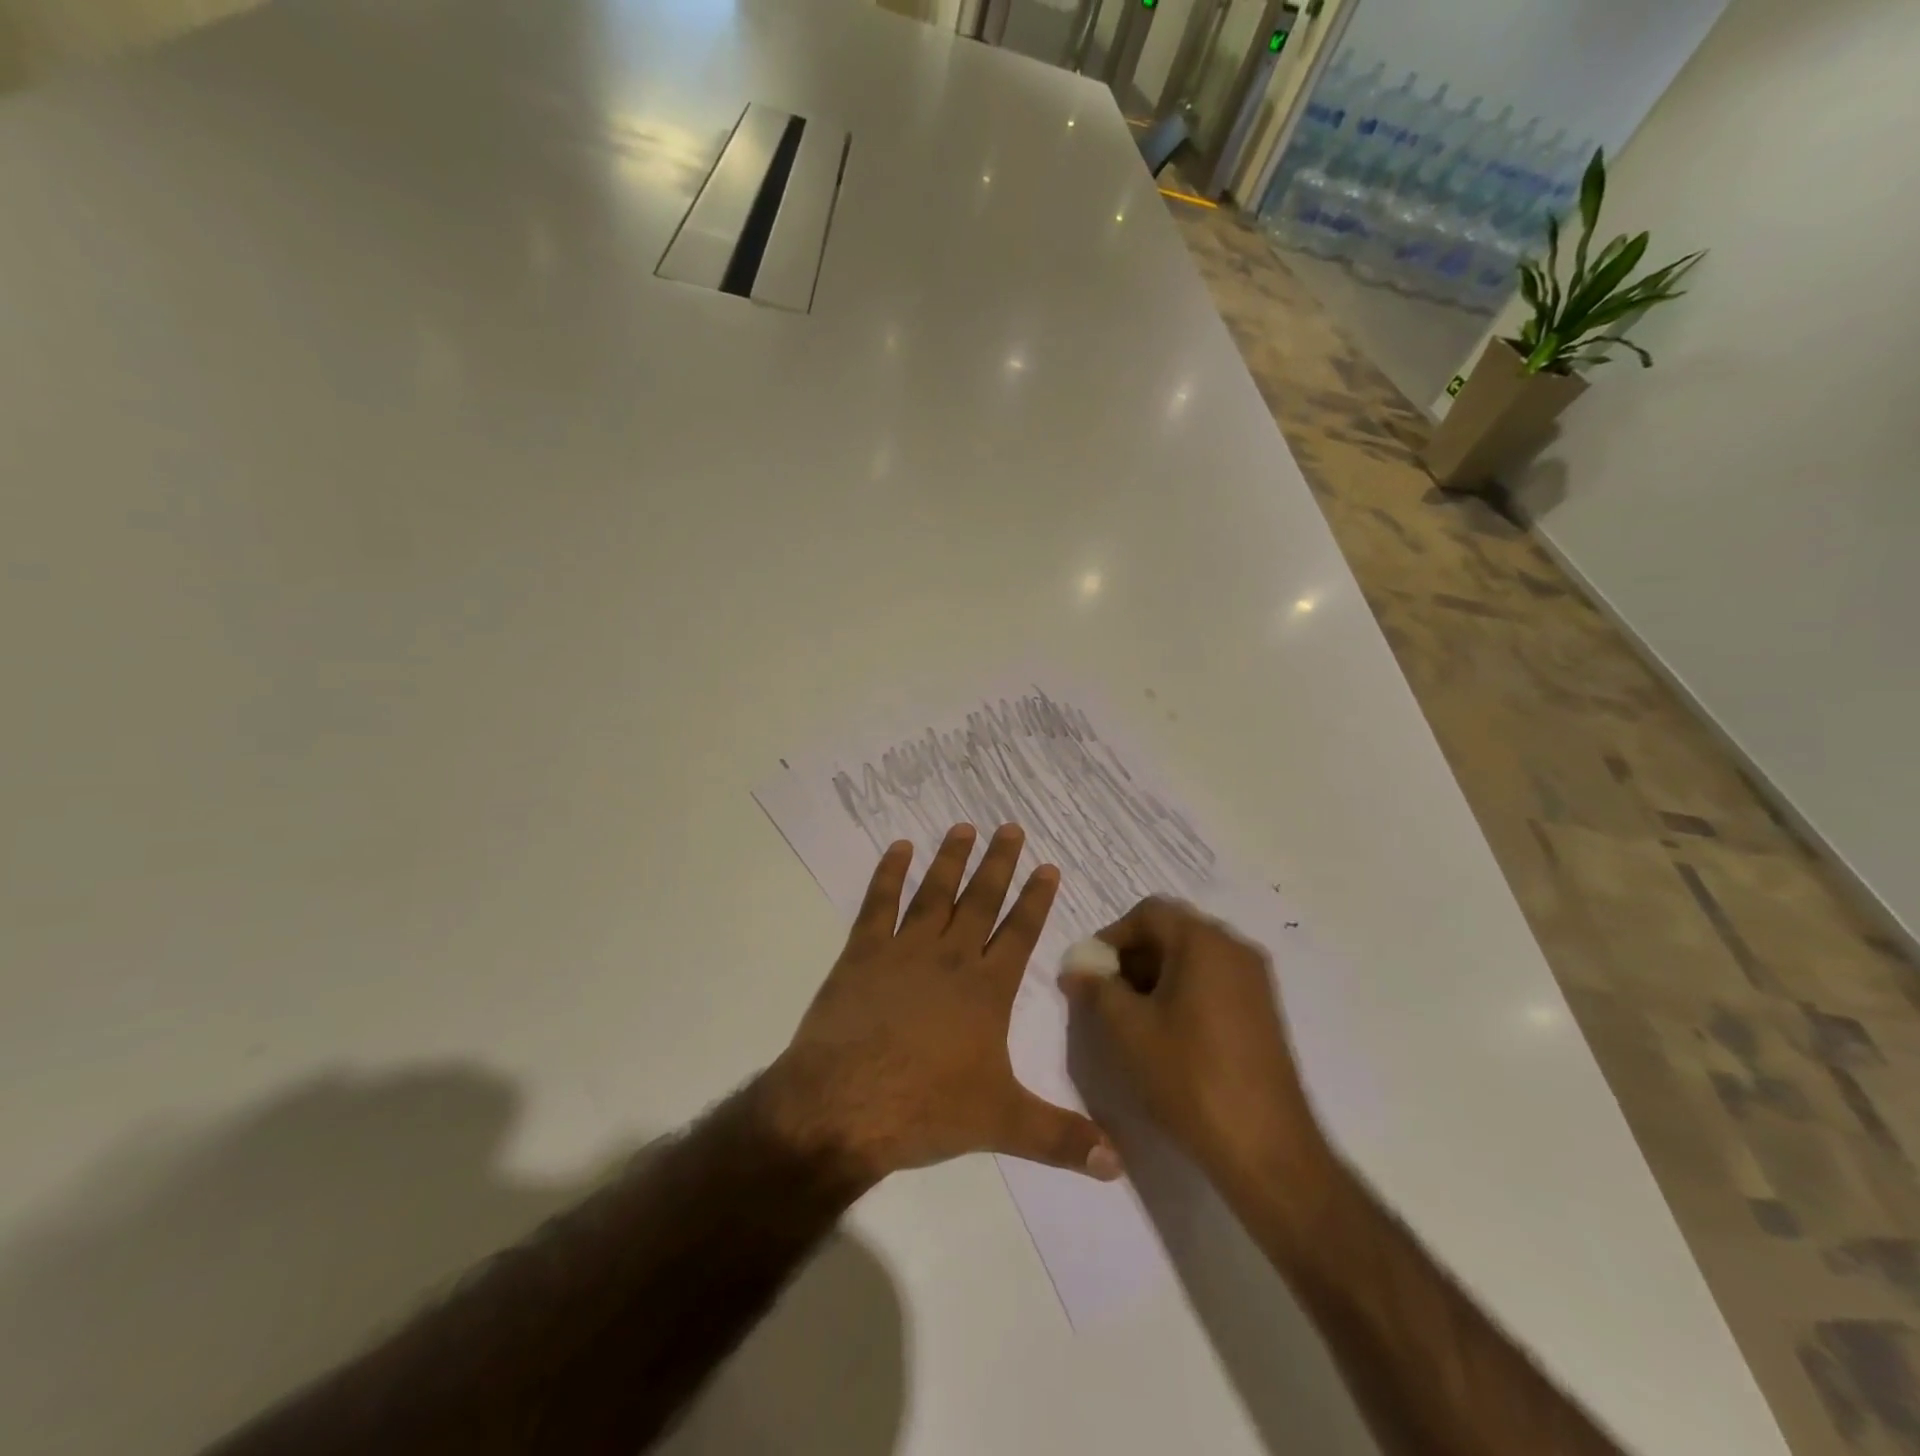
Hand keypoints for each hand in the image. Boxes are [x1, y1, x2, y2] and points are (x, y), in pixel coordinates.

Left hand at [763, 823, 1121, 1187]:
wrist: (842, 1105)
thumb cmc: (924, 1110)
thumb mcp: (1001, 1124)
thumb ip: (1061, 1139)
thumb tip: (1119, 1165)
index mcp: (986, 990)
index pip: (1019, 934)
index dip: (1036, 900)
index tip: (1048, 867)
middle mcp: (949, 959)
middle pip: (980, 901)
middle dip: (999, 864)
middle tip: (1010, 827)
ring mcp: (903, 951)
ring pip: (934, 893)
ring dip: (950, 859)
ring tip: (963, 826)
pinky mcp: (861, 954)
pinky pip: (879, 904)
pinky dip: (888, 874)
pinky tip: (897, 848)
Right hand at [1060, 897, 1326, 1193]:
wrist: (1265, 1149)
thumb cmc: (1189, 1076)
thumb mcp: (1127, 1029)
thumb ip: (1095, 989)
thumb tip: (1076, 970)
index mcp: (1204, 941)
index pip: (1148, 913)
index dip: (1111, 936)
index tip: (1092, 973)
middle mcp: (1235, 949)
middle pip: (1172, 932)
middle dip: (1132, 958)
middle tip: (1107, 997)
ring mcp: (1255, 981)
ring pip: (1192, 959)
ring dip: (1155, 977)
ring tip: (1132, 1020)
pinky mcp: (1263, 1012)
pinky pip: (1213, 983)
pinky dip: (1183, 994)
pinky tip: (1167, 1035)